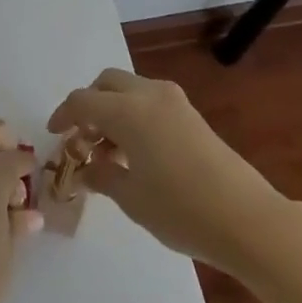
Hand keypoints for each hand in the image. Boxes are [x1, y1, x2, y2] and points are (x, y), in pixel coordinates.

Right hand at [48, 68, 285, 274]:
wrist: (247, 219)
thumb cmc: (181, 209)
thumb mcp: (132, 197)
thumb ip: (102, 176)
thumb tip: (85, 168)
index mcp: (128, 110)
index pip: (83, 101)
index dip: (63, 115)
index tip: (54, 135)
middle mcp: (149, 94)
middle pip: (106, 83)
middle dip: (89, 105)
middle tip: (82, 139)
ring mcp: (174, 102)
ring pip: (129, 90)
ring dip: (112, 110)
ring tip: (109, 153)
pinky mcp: (190, 115)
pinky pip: (149, 102)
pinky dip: (133, 116)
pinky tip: (135, 153)